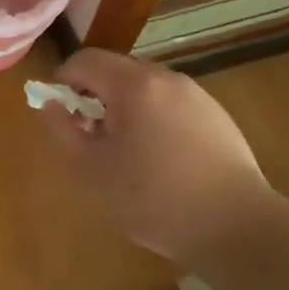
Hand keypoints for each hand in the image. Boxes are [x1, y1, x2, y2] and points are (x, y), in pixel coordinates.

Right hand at [37, 48, 277, 264]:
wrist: (238, 228)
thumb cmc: (154, 199)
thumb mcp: (90, 170)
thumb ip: (60, 131)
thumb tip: (50, 105)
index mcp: (133, 85)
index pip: (84, 61)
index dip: (64, 82)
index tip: (63, 117)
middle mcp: (165, 78)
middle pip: (115, 71)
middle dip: (95, 97)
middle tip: (92, 138)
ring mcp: (196, 95)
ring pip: (144, 88)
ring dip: (125, 109)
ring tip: (127, 153)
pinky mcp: (218, 116)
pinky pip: (171, 105)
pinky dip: (154, 119)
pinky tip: (162, 161)